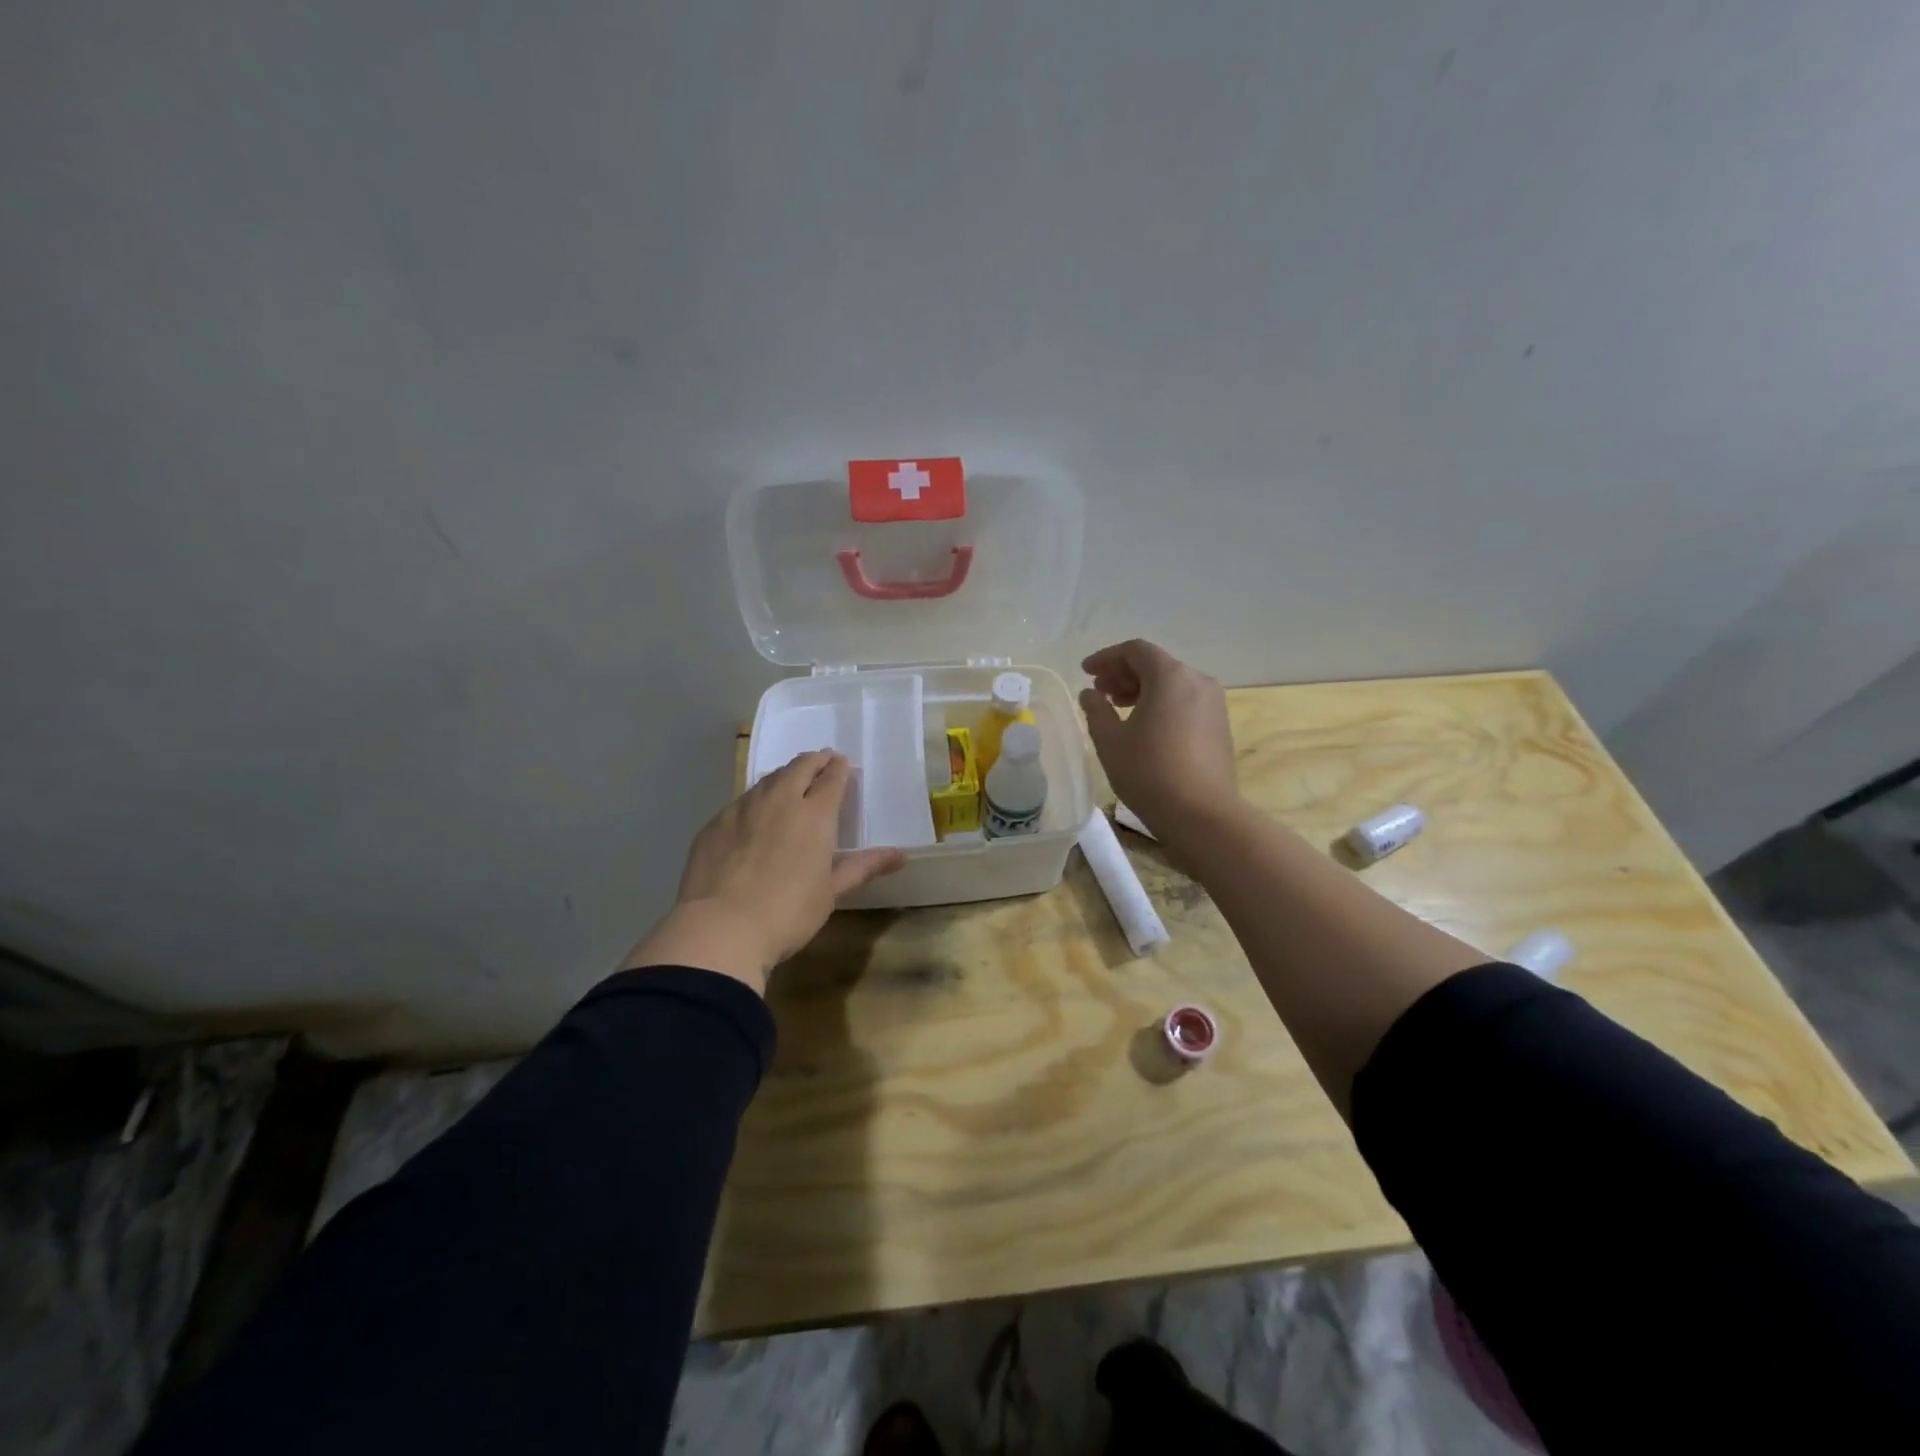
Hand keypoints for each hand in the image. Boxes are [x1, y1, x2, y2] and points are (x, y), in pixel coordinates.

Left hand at [623, 751, 904, 993]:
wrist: (720, 928)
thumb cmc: (788, 913)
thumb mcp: (831, 892)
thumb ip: (863, 867)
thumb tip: (900, 856)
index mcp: (814, 814)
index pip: (831, 779)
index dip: (839, 769)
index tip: (842, 765)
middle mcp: (779, 800)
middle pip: (799, 767)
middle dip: (814, 761)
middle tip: (821, 762)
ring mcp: (742, 809)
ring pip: (767, 780)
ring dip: (784, 776)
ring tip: (790, 782)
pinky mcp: (714, 824)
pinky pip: (741, 801)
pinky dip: (756, 800)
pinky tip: (754, 816)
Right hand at [1079, 640, 1239, 839]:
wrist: (1202, 815)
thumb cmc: (1149, 772)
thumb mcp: (1110, 740)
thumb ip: (1096, 710)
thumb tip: (1090, 694)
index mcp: (1171, 676)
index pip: (1135, 650)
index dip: (1106, 657)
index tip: (1086, 672)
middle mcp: (1197, 681)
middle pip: (1156, 665)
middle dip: (1123, 674)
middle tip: (1099, 692)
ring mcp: (1213, 704)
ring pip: (1172, 684)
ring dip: (1142, 690)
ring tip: (1117, 709)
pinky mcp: (1219, 726)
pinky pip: (1185, 702)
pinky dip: (1161, 704)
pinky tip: (1143, 727)